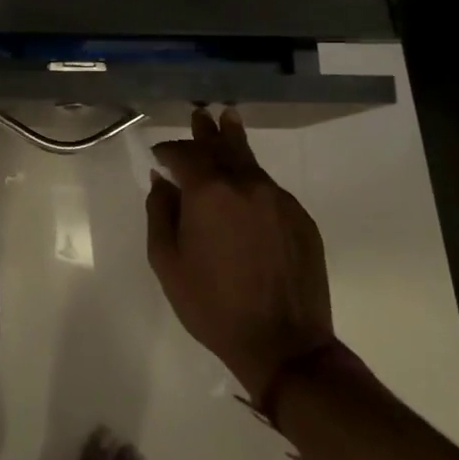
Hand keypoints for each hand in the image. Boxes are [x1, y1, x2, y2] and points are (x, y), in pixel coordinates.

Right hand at [147, 108, 333, 402]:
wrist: (284, 344)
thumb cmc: (213, 305)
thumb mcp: (167, 262)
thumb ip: (160, 213)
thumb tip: (162, 181)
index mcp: (209, 192)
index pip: (185, 154)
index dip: (169, 150)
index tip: (158, 153)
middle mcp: (246, 185)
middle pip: (223, 147)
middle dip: (206, 132)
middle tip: (200, 115)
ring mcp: (278, 200)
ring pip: (250, 162)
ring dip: (234, 143)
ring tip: (227, 120)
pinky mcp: (300, 219)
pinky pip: (269, 188)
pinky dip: (252, 179)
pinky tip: (246, 184)